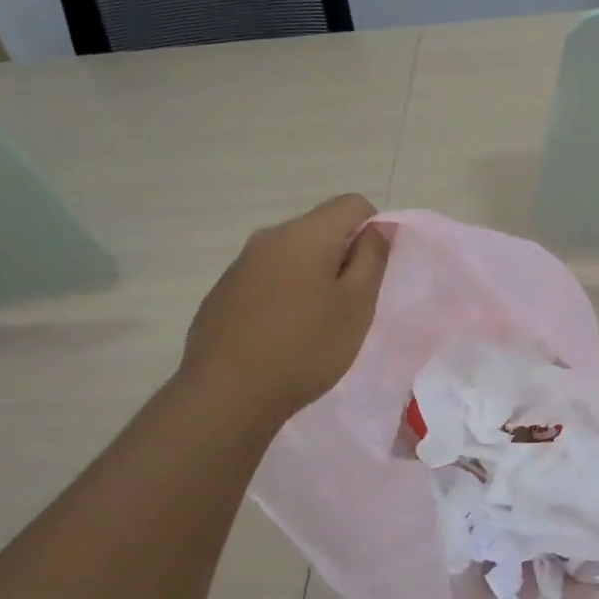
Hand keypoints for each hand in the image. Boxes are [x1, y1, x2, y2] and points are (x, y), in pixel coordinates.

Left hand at [179, 194, 390, 427]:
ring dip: (311, 277)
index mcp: (305, 234)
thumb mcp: (356, 305)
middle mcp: (268, 238)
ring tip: (314, 325)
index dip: (373, 229)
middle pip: (319, 228)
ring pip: (291, 255)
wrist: (226, 394)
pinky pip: (265, 279)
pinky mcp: (222, 293)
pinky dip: (283, 295)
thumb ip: (372, 258)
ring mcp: (240, 265)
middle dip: (341, 256)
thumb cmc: (305, 347)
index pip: (352, 204)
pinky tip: (280, 336)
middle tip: (349, 305)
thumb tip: (377, 228)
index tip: (373, 272)